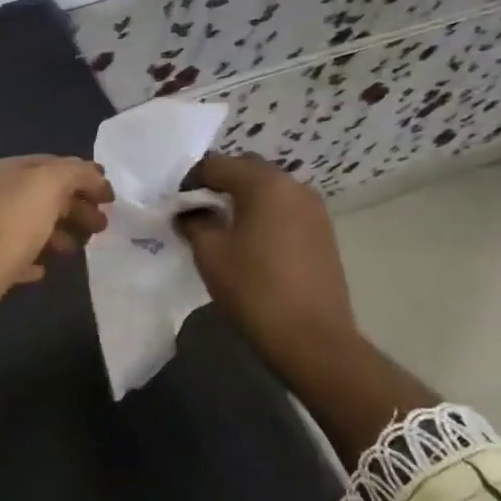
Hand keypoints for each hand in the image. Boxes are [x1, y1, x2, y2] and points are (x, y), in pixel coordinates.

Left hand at [0, 155, 113, 357]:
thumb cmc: (3, 230)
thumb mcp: (44, 187)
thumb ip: (73, 173)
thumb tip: (93, 174)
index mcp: (5, 172)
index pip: (51, 165)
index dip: (83, 176)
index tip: (111, 197)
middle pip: (43, 196)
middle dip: (76, 205)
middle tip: (104, 227)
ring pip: (32, 226)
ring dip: (60, 232)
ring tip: (83, 249)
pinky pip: (17, 257)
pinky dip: (36, 259)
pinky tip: (47, 270)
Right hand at [176, 152, 355, 366]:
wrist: (311, 336)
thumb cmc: (254, 288)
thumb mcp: (210, 252)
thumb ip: (194, 222)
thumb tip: (189, 213)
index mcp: (265, 183)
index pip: (218, 164)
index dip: (191, 179)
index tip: (176, 203)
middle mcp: (294, 186)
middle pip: (247, 170)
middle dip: (219, 183)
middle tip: (197, 209)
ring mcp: (314, 209)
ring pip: (269, 189)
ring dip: (244, 198)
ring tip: (223, 226)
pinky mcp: (323, 232)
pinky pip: (286, 209)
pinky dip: (264, 214)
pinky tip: (251, 241)